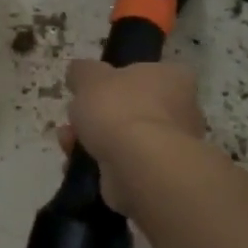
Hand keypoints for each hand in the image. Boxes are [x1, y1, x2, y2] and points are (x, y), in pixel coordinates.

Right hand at [60, 60, 207, 213]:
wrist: (138, 166)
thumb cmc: (120, 109)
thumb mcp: (90, 76)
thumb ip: (83, 70)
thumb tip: (79, 72)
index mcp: (174, 78)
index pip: (148, 72)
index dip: (118, 79)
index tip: (94, 89)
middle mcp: (181, 111)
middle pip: (131, 108)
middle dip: (98, 115)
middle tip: (74, 117)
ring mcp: (171, 147)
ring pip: (124, 138)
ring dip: (93, 139)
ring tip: (67, 142)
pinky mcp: (158, 176)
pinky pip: (123, 164)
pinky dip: (99, 164)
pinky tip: (76, 164)